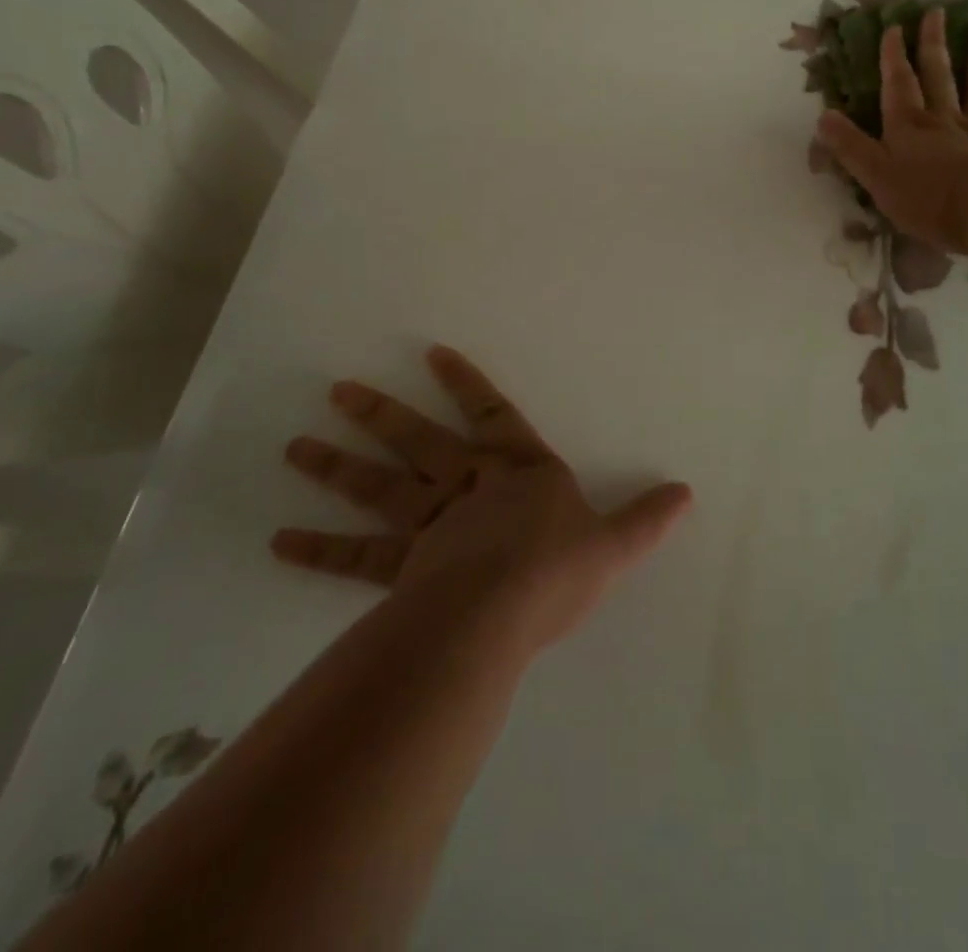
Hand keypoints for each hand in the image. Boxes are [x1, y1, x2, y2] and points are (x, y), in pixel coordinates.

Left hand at [273, 346, 692, 653]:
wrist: (499, 615)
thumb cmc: (557, 570)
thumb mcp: (614, 545)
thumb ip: (646, 519)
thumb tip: (688, 493)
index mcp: (519, 473)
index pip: (494, 416)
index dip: (466, 384)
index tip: (432, 353)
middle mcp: (469, 488)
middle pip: (419, 443)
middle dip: (382, 415)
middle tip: (337, 390)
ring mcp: (430, 526)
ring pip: (379, 487)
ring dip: (337, 465)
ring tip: (294, 445)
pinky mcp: (403, 568)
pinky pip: (356, 556)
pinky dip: (318, 547)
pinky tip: (280, 539)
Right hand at [815, 9, 967, 270]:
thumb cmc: (924, 198)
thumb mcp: (874, 176)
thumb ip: (850, 146)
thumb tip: (824, 116)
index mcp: (909, 129)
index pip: (898, 86)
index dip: (893, 58)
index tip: (893, 27)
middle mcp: (946, 123)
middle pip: (939, 78)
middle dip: (933, 46)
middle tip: (936, 11)